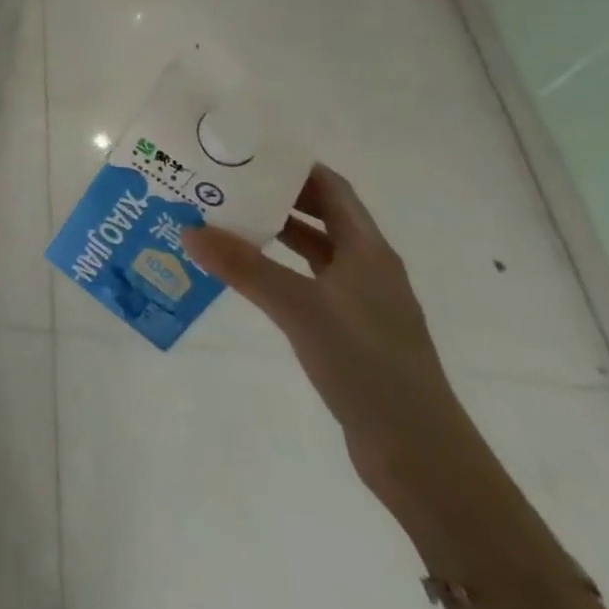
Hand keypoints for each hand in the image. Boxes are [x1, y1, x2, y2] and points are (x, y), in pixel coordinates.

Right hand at [184, 165, 468, 495]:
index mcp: (367, 250)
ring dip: (276, 234)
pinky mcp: (352, 334)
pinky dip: (280, 270)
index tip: (248, 152)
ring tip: (227, 221)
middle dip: (276, 196)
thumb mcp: (298, 308)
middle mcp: (368, 268)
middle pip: (321, 215)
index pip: (330, 187)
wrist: (420, 456)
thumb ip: (243, 267)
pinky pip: (310, 284)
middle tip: (227, 183)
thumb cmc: (366, 364)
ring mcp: (362, 303)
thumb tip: (188, 229)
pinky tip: (248, 276)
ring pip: (314, 252)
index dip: (293, 165)